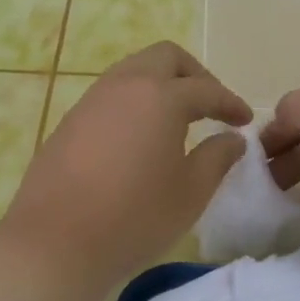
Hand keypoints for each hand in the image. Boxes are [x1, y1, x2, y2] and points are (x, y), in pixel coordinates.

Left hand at [0, 43, 251, 292]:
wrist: (55, 242)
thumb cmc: (134, 217)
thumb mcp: (190, 193)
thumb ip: (217, 158)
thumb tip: (232, 139)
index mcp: (160, 97)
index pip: (206, 89)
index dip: (230, 102)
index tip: (244, 121)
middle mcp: (125, 86)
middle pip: (166, 58)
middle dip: (195, 75)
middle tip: (210, 106)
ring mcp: (92, 100)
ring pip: (133, 71)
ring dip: (161, 85)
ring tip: (177, 121)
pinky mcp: (69, 121)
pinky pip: (111, 95)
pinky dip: (134, 102)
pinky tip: (140, 138)